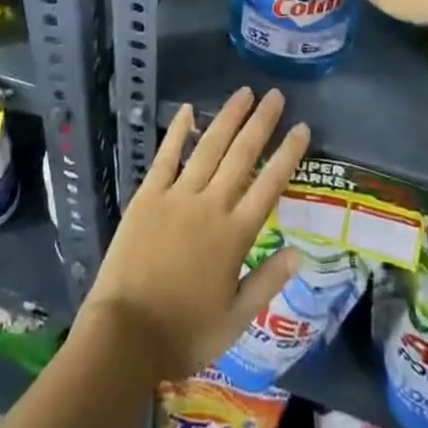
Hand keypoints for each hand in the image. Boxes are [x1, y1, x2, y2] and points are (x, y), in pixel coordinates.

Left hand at [81, 87, 309, 381]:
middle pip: (241, 155)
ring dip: (228, 118)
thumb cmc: (184, 333)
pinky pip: (166, 156)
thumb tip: (300, 252)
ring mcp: (178, 196)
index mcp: (234, 236)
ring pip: (208, 147)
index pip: (269, 186)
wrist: (126, 335)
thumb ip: (267, 281)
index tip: (302, 128)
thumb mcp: (235, 321)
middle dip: (261, 123)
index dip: (287, 155)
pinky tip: (189, 110)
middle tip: (276, 95)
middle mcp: (210, 206)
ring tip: (244, 93)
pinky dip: (178, 132)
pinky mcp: (149, 195)